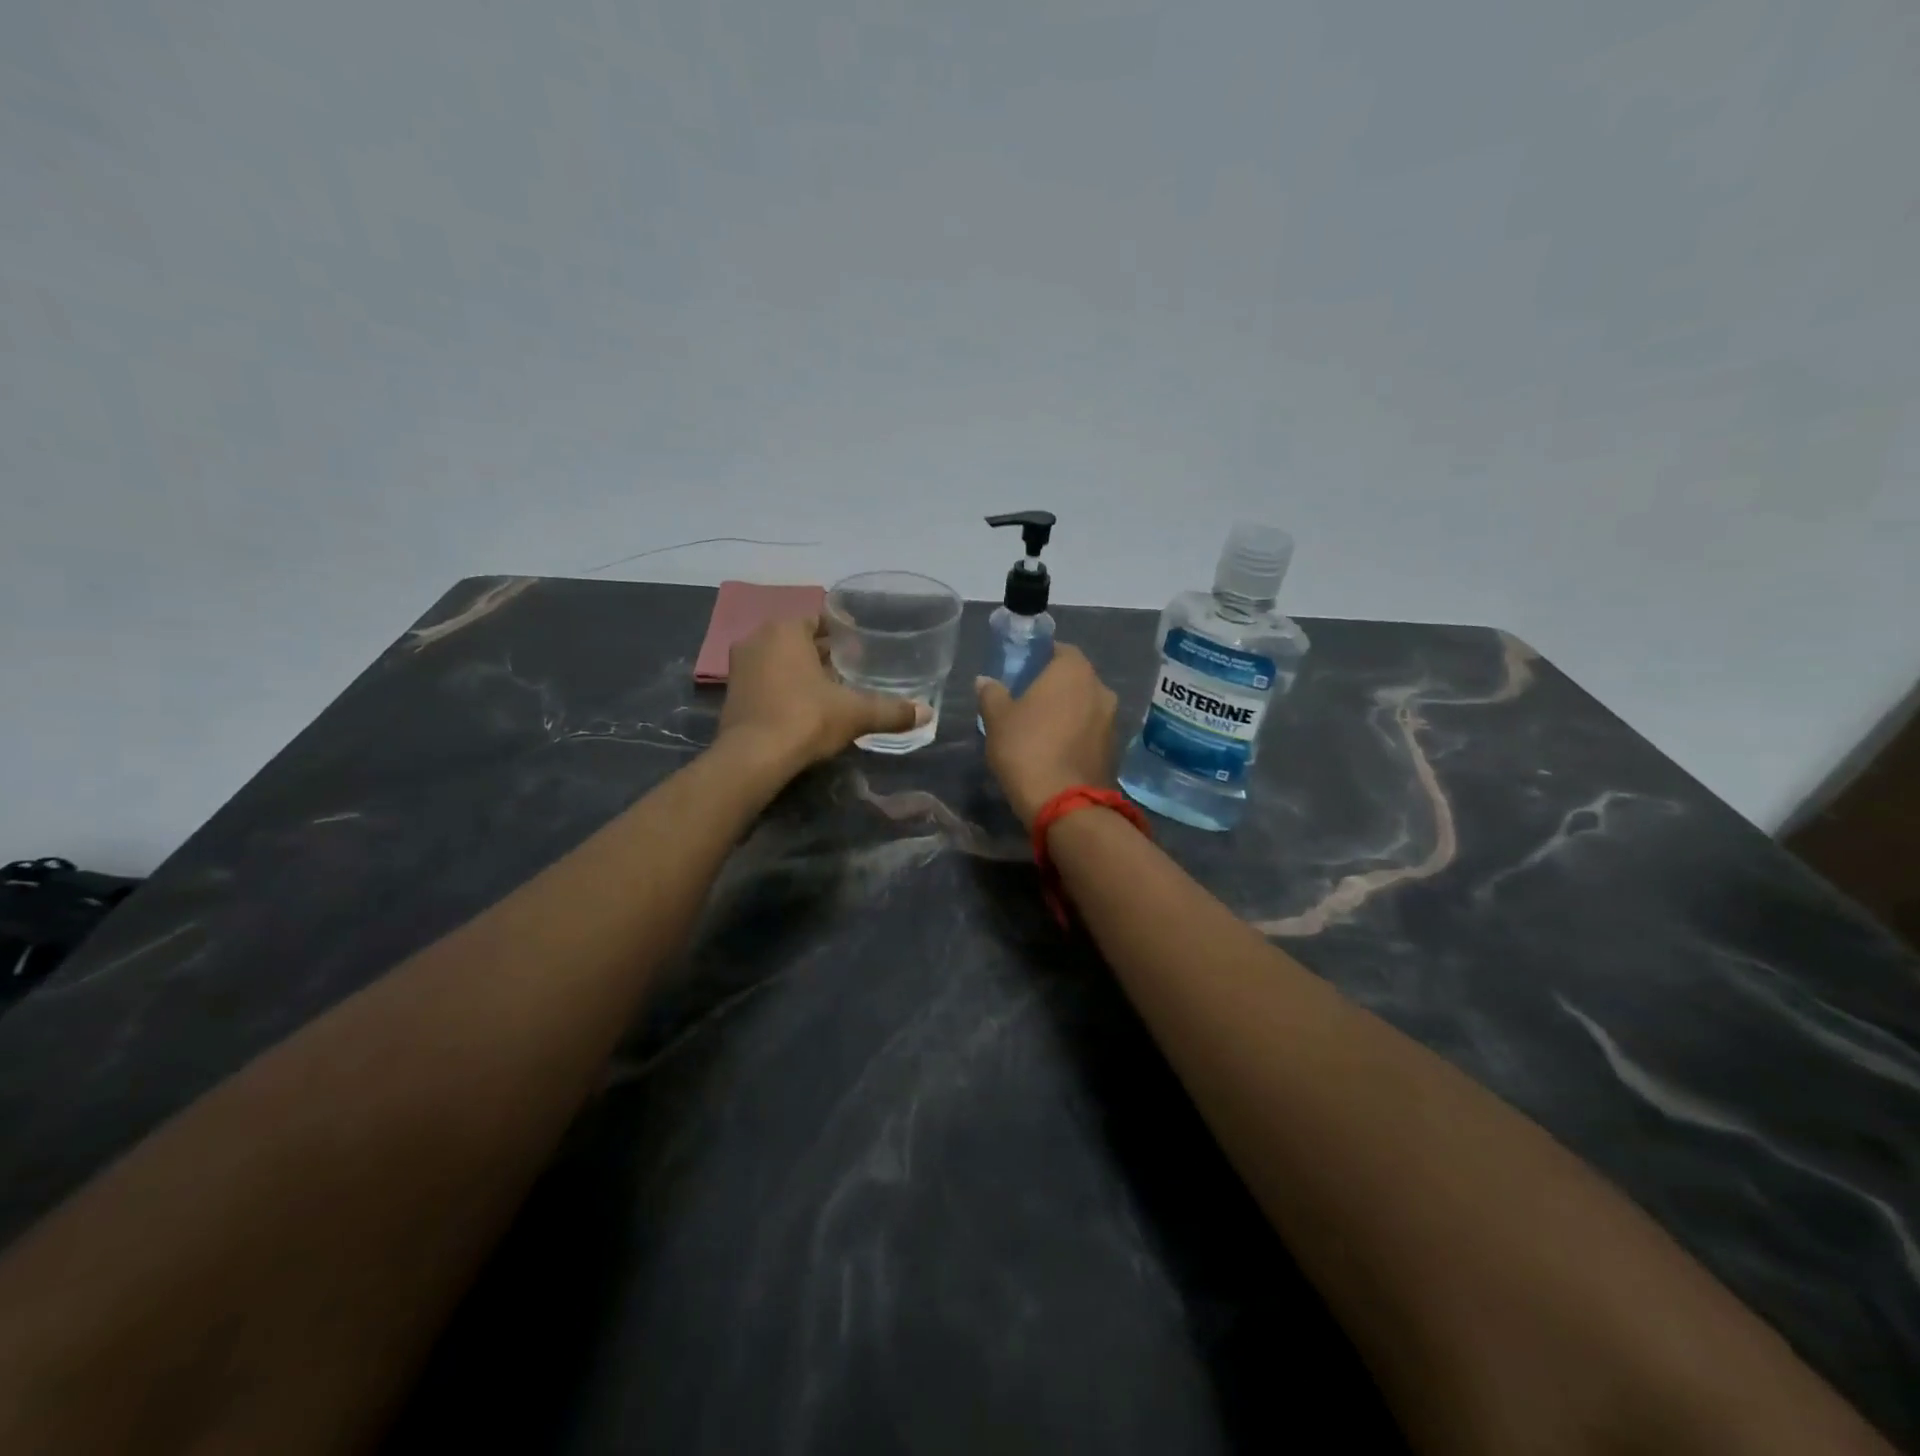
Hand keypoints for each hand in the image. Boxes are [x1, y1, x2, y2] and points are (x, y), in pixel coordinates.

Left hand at [719, 616, 926, 771]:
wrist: (753, 758)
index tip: (861, 646)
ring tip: (832, 688)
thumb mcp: (856, 713)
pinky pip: (766, 680)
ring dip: (802, 670)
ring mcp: (740, 667)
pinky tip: (805, 706)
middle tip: (851, 668)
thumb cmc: (806, 719)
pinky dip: (784, 687)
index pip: (819, 620)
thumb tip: (928, 713)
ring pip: (780, 660)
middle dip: (823, 652)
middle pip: (798, 639)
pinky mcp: (732, 694)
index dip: (842, 632)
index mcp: (786, 630)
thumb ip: (891, 711)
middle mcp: (757, 639)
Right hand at [975, 644, 1119, 827]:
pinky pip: (1091, 732)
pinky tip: (1056, 752)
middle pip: (1075, 679)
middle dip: (1054, 688)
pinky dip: (1077, 736)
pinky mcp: (1115, 749)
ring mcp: (1113, 720)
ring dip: (1067, 713)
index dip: (1040, 659)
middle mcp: (1101, 688)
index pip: (1060, 650)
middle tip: (1027, 704)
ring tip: (1041, 731)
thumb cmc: (1027, 749)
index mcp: (1074, 671)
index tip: (1021, 674)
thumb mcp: (997, 719)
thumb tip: (985, 681)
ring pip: (1085, 706)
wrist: (1064, 804)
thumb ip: (991, 694)